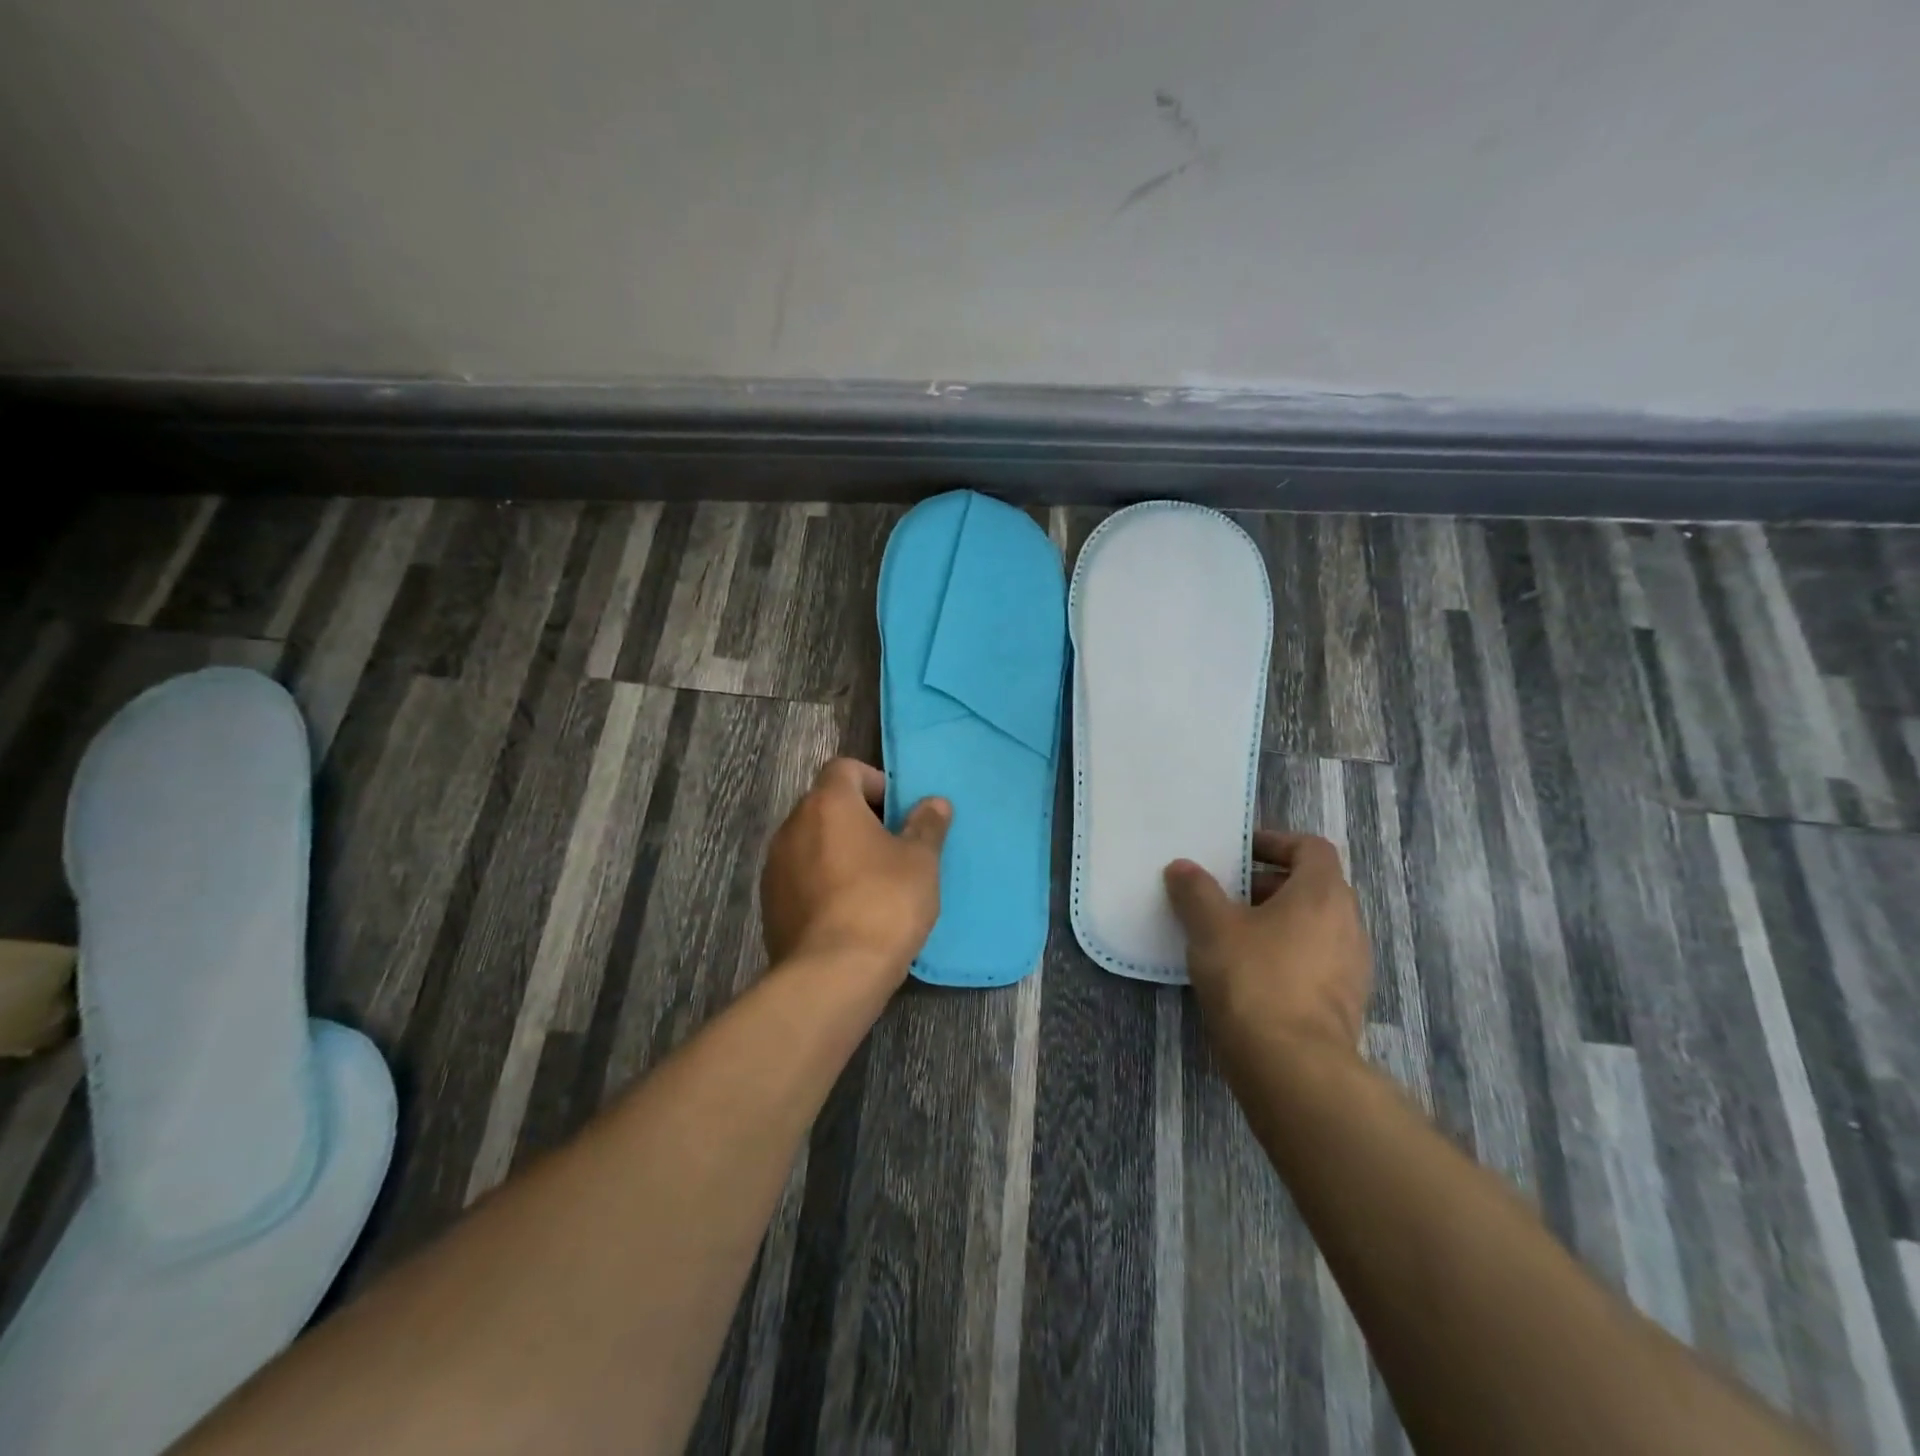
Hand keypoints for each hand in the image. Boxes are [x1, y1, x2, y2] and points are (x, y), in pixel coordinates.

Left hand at [761, 757, 951, 980]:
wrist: (832, 974)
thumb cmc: (884, 903)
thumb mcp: (920, 862)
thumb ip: (926, 825)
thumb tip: (934, 803)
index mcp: (828, 804)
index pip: (845, 768)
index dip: (874, 781)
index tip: (897, 811)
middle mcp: (793, 825)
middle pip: (826, 804)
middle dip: (858, 817)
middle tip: (891, 846)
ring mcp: (775, 865)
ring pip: (811, 841)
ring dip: (838, 849)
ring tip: (871, 881)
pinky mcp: (769, 903)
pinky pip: (800, 875)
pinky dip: (822, 880)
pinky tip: (847, 910)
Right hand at [1164, 831, 1371, 1054]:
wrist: (1293, 1067)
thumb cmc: (1253, 979)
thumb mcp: (1211, 927)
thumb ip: (1195, 891)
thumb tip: (1182, 867)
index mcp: (1323, 894)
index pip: (1310, 848)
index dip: (1275, 842)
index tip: (1240, 852)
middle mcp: (1348, 923)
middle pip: (1313, 886)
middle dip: (1269, 885)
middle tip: (1227, 894)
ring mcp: (1353, 966)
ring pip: (1315, 926)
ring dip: (1278, 922)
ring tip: (1233, 934)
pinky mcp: (1345, 1003)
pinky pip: (1316, 961)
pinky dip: (1288, 955)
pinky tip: (1251, 974)